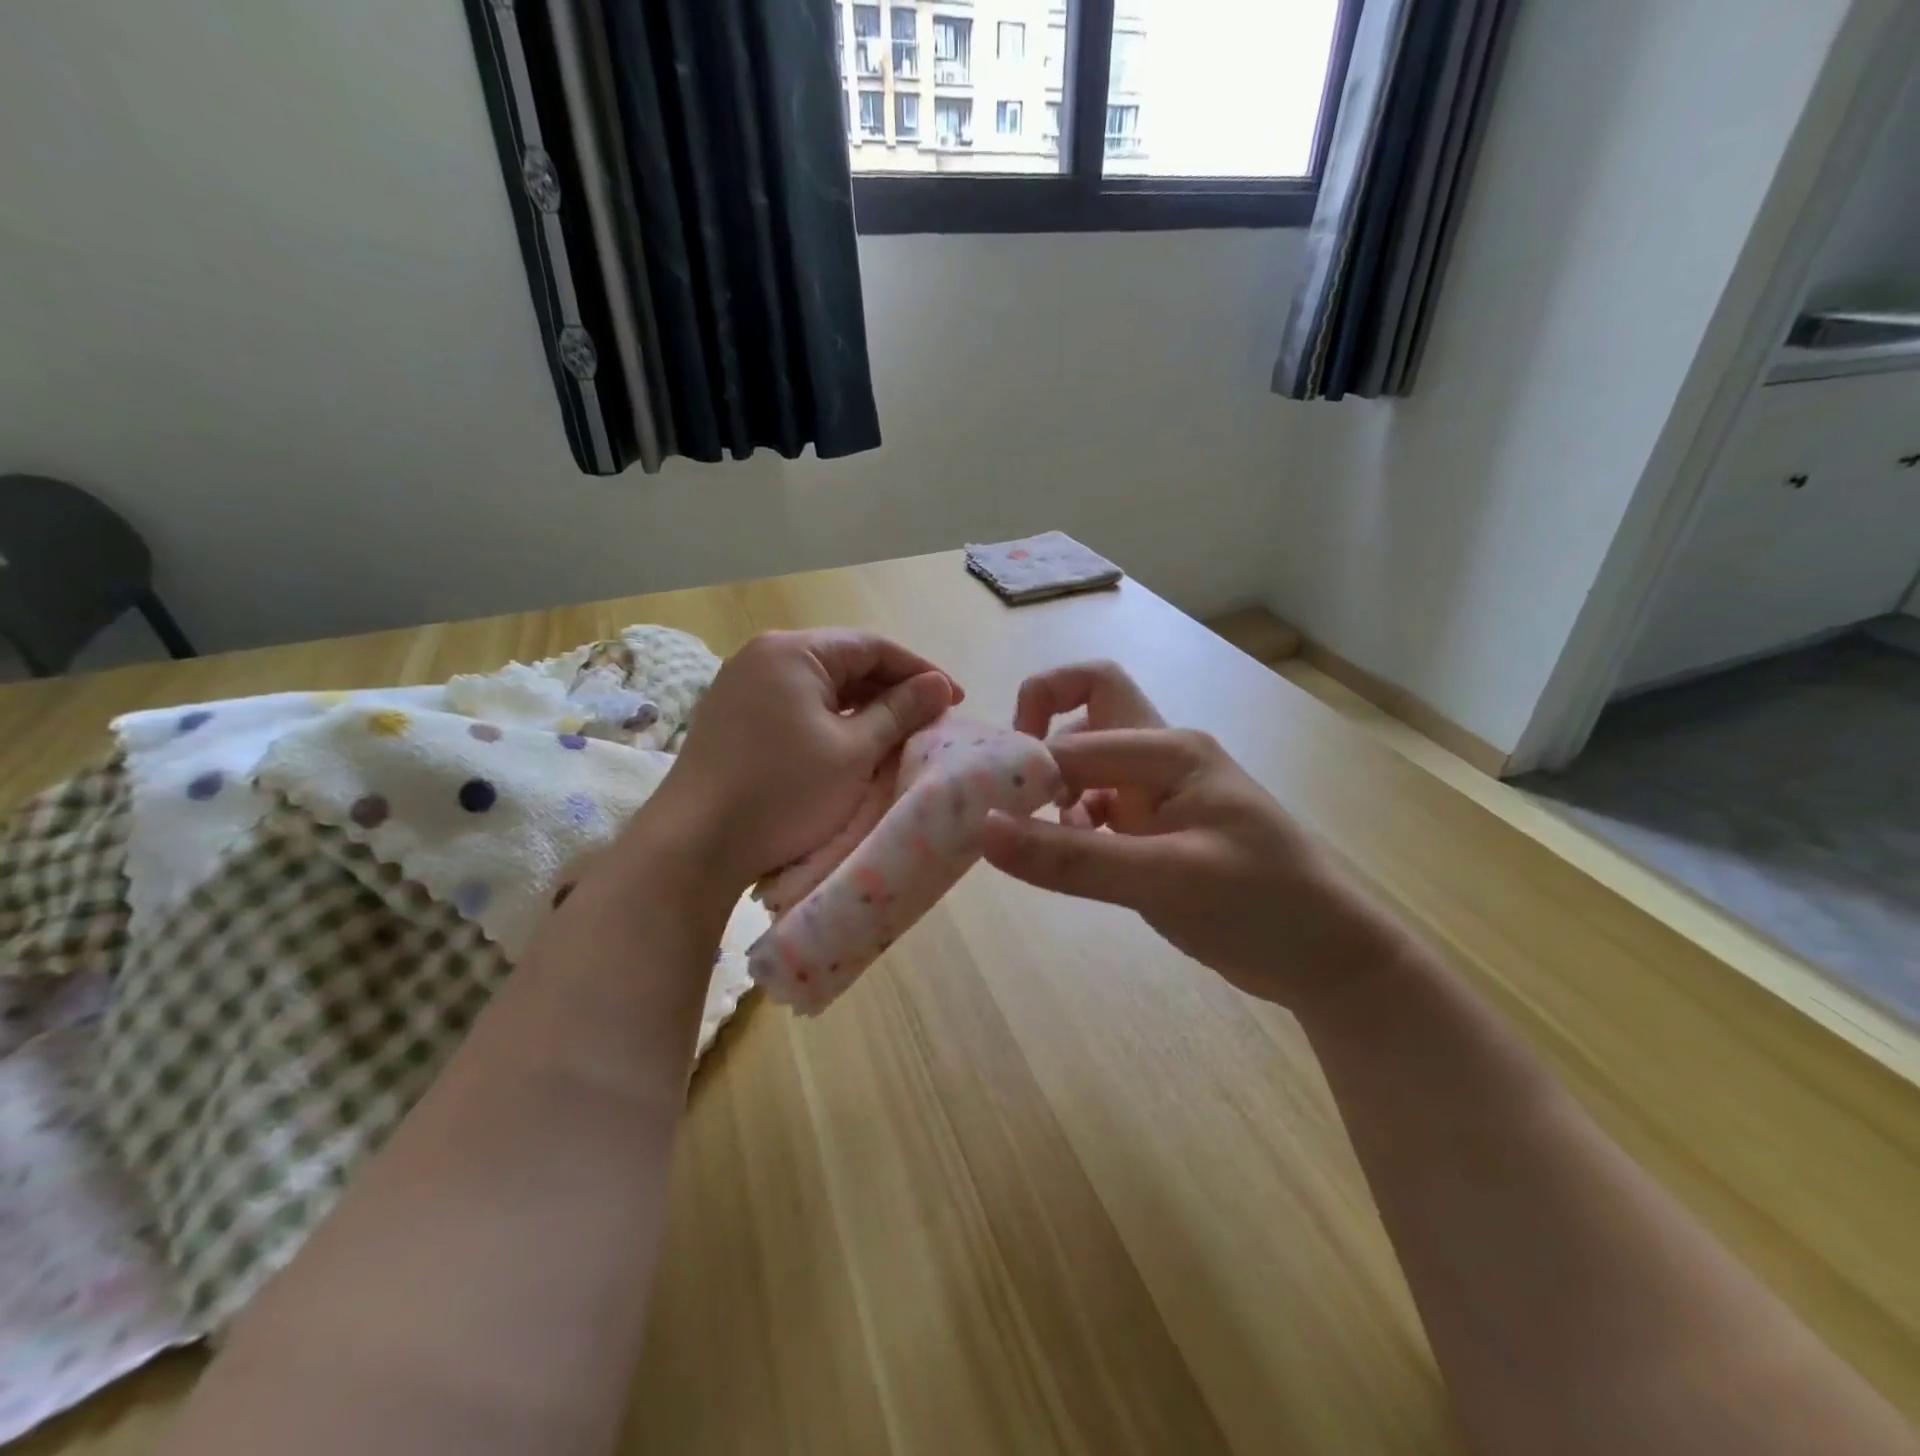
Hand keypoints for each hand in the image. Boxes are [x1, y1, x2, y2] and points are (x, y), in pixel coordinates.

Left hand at [642, 629, 959, 893]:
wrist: (694, 845)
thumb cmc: (783, 793)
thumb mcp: (854, 752)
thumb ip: (900, 712)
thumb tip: (939, 685)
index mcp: (793, 651)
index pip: (872, 646)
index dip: (920, 672)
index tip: (955, 700)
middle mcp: (763, 655)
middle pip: (844, 662)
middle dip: (891, 690)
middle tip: (930, 721)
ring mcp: (742, 686)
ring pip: (820, 686)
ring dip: (862, 707)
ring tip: (898, 735)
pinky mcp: (733, 717)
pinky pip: (796, 706)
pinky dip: (830, 721)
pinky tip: (851, 745)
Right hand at [982, 662, 1403, 1007]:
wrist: (1327, 958)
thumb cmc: (1262, 907)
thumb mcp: (1166, 882)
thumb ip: (1073, 858)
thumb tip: (983, 830)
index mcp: (1171, 750)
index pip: (1075, 736)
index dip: (1025, 765)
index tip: (986, 809)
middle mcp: (1163, 756)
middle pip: (1088, 706)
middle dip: (1040, 733)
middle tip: (1009, 789)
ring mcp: (1161, 791)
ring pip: (1088, 761)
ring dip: (1054, 787)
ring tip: (1035, 837)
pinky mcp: (1158, 826)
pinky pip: (1098, 804)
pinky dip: (1071, 822)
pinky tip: (1069, 857)